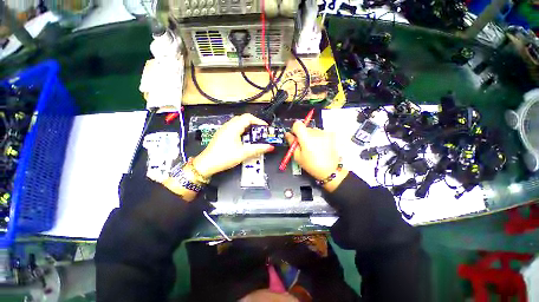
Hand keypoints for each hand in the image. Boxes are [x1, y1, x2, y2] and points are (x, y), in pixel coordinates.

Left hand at [193, 114, 274, 177]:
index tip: (266, 128)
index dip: (259, 121)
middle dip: (254, 124)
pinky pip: (234, 128)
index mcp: (233, 127)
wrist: (206, 164)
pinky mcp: (222, 134)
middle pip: (243, 119)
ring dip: (248, 127)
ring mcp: (224, 129)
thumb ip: (258, 149)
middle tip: (261, 132)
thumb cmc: (224, 157)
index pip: (248, 117)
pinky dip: (242, 131)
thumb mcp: (243, 153)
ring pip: (238, 123)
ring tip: (255, 136)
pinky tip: (245, 140)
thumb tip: (270, 147)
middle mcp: (228, 125)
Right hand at [285, 121, 347, 191]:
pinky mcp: (330, 135)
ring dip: (310, 136)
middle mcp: (315, 132)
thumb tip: (287, 135)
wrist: (329, 170)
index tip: (295, 137)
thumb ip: (292, 143)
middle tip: (303, 146)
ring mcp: (324, 133)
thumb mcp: (297, 156)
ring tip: (313, 148)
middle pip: (305, 128)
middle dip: (302, 135)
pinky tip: (319, 147)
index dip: (294, 130)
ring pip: (312, 130)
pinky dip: (318, 138)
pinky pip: (320, 133)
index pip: (297, 124)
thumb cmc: (312, 165)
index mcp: (306, 137)